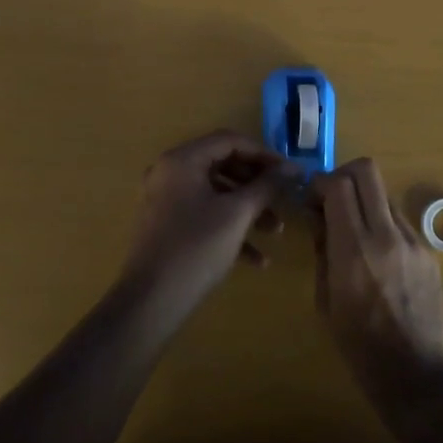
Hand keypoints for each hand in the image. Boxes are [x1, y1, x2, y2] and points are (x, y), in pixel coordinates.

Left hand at [123, 132, 297, 298]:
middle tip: (285, 199)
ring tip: (277, 231)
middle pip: (223, 166)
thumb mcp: (237, 214)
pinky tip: (257, 260)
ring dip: (248, 209)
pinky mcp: (169, 226)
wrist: (151, 301)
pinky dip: (230, 229)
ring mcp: (167, 200)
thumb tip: (292, 167)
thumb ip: (266, 186)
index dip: (263, 154)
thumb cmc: (196, 248)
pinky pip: (205, 216)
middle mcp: (171, 173)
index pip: (229, 141)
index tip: (290, 171)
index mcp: (182, 160)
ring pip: (216, 194)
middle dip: (257, 185)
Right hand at [313, 158, 442, 412]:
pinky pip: (400, 222)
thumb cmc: (359, 346)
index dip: (320, 182)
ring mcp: (413, 242)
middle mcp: (386, 236)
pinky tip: (377, 256)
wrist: (416, 375)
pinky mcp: (428, 252)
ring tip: (354, 231)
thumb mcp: (325, 299)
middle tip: (332, 199)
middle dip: (344, 175)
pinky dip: (382, 224)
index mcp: (354, 250)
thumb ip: (323, 250)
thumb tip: (320, 217)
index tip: (312, 199)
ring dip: (364, 201)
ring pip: (384, 194)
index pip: (339, 184)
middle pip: (367, 171)